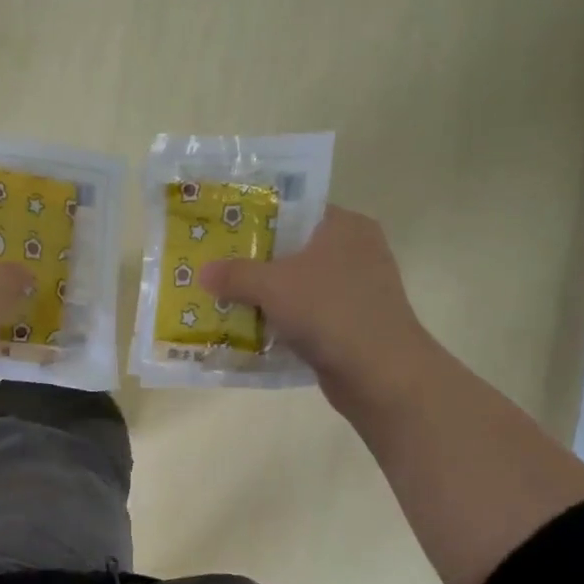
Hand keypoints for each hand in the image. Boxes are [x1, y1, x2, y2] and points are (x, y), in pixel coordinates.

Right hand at [200, 206, 431, 420]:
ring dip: (266, 296)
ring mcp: (356, 291)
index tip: (222, 231)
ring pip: (299, 286)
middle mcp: (355, 252)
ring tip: (224, 299)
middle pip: (293, 250)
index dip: (257, 219)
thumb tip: (203, 272)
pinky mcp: (352, 325)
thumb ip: (235, 274)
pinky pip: (307, 316)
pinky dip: (282, 322)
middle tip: (215, 267)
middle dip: (255, 262)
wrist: (380, 373)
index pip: (295, 210)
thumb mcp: (272, 285)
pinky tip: (251, 331)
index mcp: (345, 226)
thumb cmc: (329, 311)